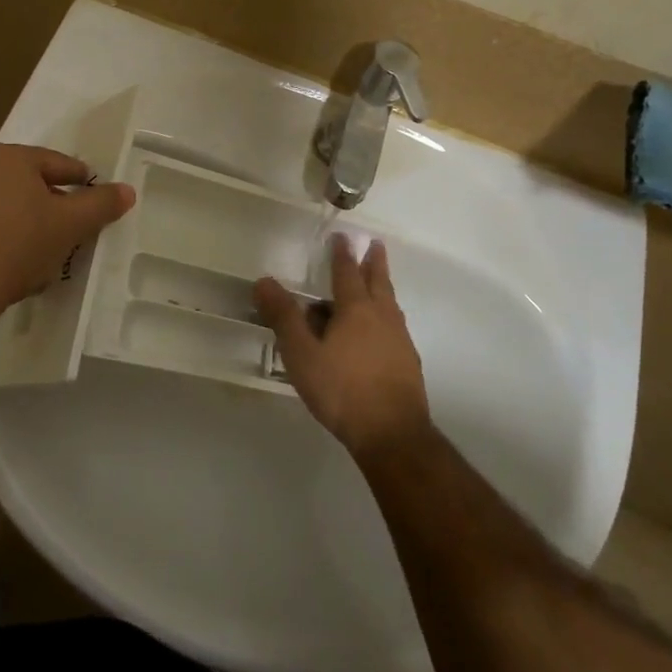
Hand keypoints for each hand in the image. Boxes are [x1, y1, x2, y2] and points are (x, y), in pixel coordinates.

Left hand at [0, 144, 135, 317]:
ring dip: (29, 219)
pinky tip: (16, 259)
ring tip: (48, 245)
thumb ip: (101, 204)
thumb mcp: (70, 225)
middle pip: (31, 182)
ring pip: (7, 204)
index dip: (83, 182)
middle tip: (75, 225)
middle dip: (54, 202)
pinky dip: (5, 234)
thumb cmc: (20, 245)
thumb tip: (127, 190)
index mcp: (11, 158)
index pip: (60, 163)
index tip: (96, 200)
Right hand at [255, 239, 429, 456]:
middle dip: (374, 263)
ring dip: (383, 289)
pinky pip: (395, 328)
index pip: (347, 272)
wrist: (392, 434)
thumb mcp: (301, 353)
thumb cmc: (341, 389)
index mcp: (356, 309)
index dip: (342, 254)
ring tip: (378, 285)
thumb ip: (283, 316)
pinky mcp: (408, 364)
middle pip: (378, 282)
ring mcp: (400, 341)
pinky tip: (380, 334)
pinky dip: (386, 318)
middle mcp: (382, 317)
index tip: (343, 237)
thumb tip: (264, 280)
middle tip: (375, 245)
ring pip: (390, 305)